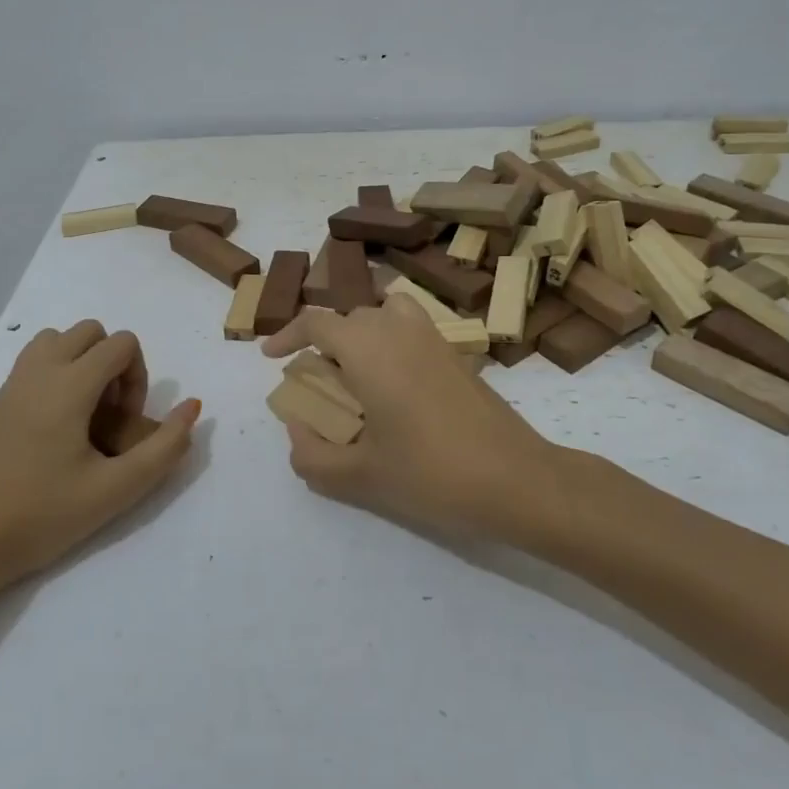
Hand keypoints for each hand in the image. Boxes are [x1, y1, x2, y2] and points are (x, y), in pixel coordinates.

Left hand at [0, 321, 199, 598]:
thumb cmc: (40, 517)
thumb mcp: (116, 490)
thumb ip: (165, 447)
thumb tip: (192, 406)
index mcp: (68, 385)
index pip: (121, 343)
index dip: (137, 377)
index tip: (125, 423)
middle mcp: (36, 373)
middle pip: (87, 331)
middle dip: (110, 363)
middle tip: (107, 416)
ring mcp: (5, 389)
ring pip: (52, 343)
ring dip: (77, 364)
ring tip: (80, 418)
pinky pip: (26, 372)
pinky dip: (48, 385)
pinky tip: (43, 442)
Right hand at [260, 294, 558, 540]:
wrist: (516, 479)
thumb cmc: (431, 473)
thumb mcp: (360, 475)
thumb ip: (313, 455)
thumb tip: (296, 428)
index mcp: (368, 348)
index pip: (317, 321)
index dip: (287, 334)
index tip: (272, 358)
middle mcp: (399, 329)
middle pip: (351, 315)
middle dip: (325, 339)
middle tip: (317, 381)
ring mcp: (433, 338)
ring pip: (388, 310)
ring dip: (364, 328)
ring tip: (357, 369)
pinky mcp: (457, 354)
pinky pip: (413, 326)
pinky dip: (393, 338)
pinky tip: (396, 386)